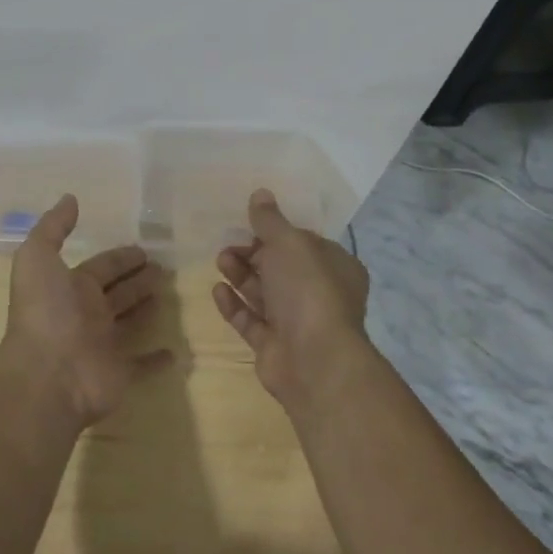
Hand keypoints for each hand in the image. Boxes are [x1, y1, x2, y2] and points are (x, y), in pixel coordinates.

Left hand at [2, 195, 172, 428]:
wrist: (47, 375)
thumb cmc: (45, 311)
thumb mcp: (37, 257)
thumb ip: (53, 227)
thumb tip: (69, 198)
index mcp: (70, 287)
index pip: (101, 266)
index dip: (121, 257)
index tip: (144, 249)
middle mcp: (86, 314)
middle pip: (118, 292)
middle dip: (137, 278)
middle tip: (165, 267)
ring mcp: (103, 345)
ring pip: (130, 322)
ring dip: (146, 308)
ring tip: (171, 294)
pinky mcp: (120, 374)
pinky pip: (141, 365)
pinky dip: (156, 359)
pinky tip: (174, 351)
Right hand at [213, 189, 371, 409]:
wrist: (313, 360)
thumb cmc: (309, 290)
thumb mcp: (289, 243)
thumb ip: (270, 220)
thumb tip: (260, 193)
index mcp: (335, 266)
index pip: (304, 242)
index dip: (277, 231)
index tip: (250, 221)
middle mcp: (319, 294)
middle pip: (280, 267)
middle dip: (253, 252)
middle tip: (228, 242)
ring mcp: (297, 323)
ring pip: (264, 293)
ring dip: (241, 274)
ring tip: (220, 260)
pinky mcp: (274, 346)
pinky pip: (251, 320)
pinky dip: (234, 304)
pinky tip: (217, 289)